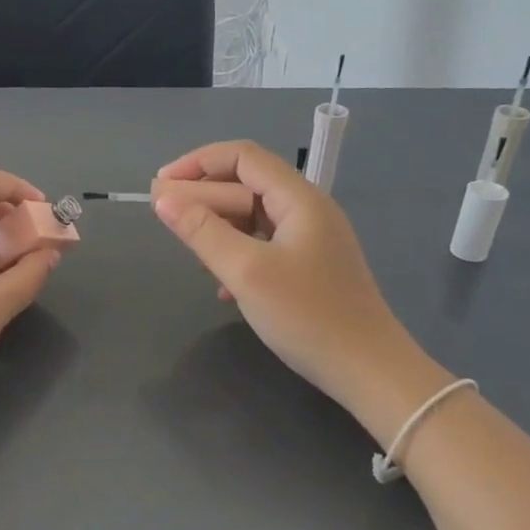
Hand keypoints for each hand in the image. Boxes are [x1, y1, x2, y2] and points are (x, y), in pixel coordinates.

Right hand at [152, 141, 434, 431]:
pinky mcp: (309, 267)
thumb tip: (162, 198)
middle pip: (246, 185)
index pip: (242, 156)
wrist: (369, 372)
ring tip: (189, 251)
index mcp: (298, 199)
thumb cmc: (307, 316)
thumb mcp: (246, 272)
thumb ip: (202, 231)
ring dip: (216, 226)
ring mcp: (310, 240)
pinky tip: (219, 285)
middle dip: (202, 196)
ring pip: (252, 217)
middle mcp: (306, 210)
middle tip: (164, 220)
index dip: (197, 163)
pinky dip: (235, 253)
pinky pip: (263, 244)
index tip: (160, 187)